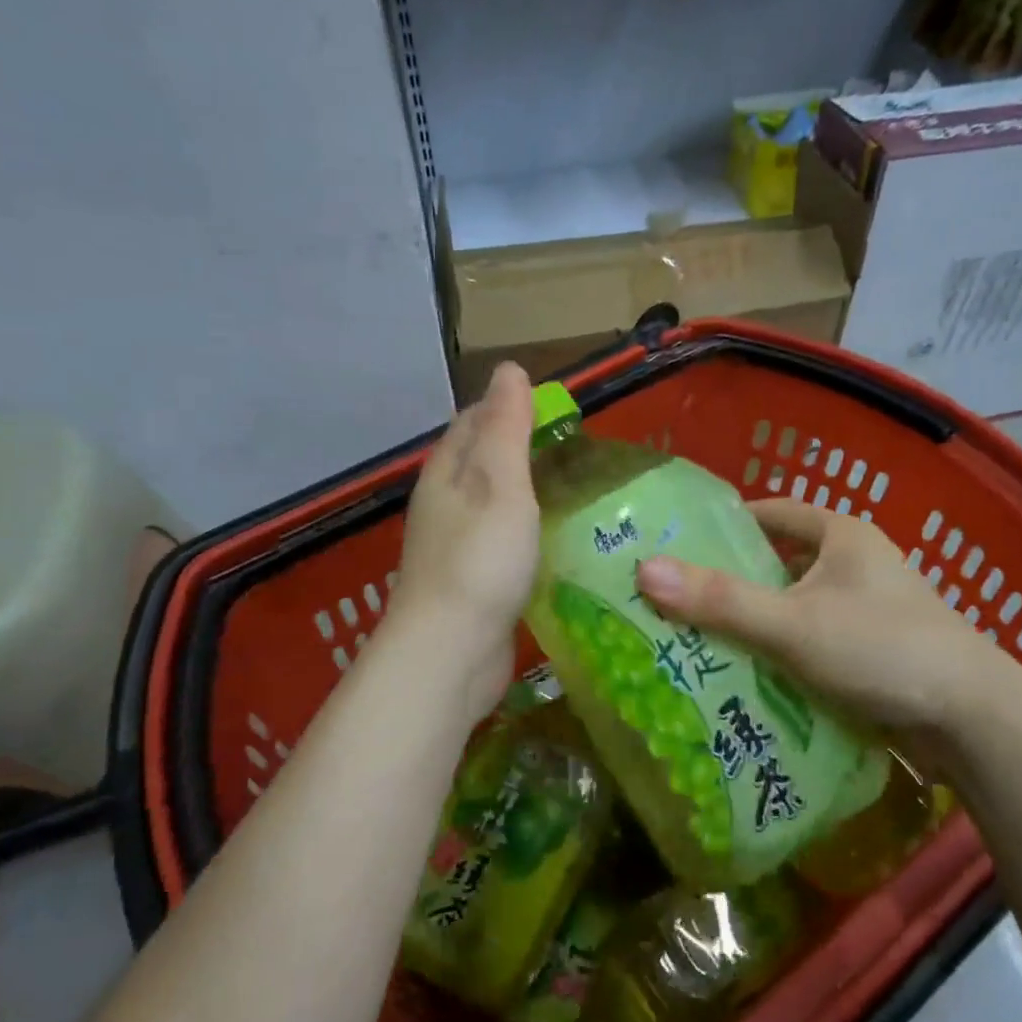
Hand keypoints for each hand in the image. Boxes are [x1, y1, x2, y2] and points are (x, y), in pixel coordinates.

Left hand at [388, 362, 539, 721]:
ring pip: (492, 503)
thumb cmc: (480, 561)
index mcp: (446, 472)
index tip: (558, 410)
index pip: (474, 421)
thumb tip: (509, 369)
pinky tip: (555, 540)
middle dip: (521, 449)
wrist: (451, 653)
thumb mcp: (500, 484)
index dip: (511, 407)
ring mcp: (455, 546)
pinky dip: (526, 531)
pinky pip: (501, 541)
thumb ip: (507, 428)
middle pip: (481, 462)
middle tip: (577, 451)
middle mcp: (444, 504)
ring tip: (575, 490)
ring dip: (526, 492)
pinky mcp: (472, 582)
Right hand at [635, 498, 1021, 741]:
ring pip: (796, 607)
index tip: (684, 544)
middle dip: (734, 582)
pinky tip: (750, 676)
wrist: (972, 720)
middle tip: (680, 600)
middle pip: (781, 563)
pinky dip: (783, 653)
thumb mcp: (792, 623)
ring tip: (702, 640)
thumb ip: (721, 600)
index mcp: (842, 537)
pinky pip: (812, 641)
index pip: (774, 513)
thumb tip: (645, 571)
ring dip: (757, 622)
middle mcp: (857, 564)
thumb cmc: (881, 650)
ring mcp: (868, 610)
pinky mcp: (873, 651)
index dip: (729, 524)